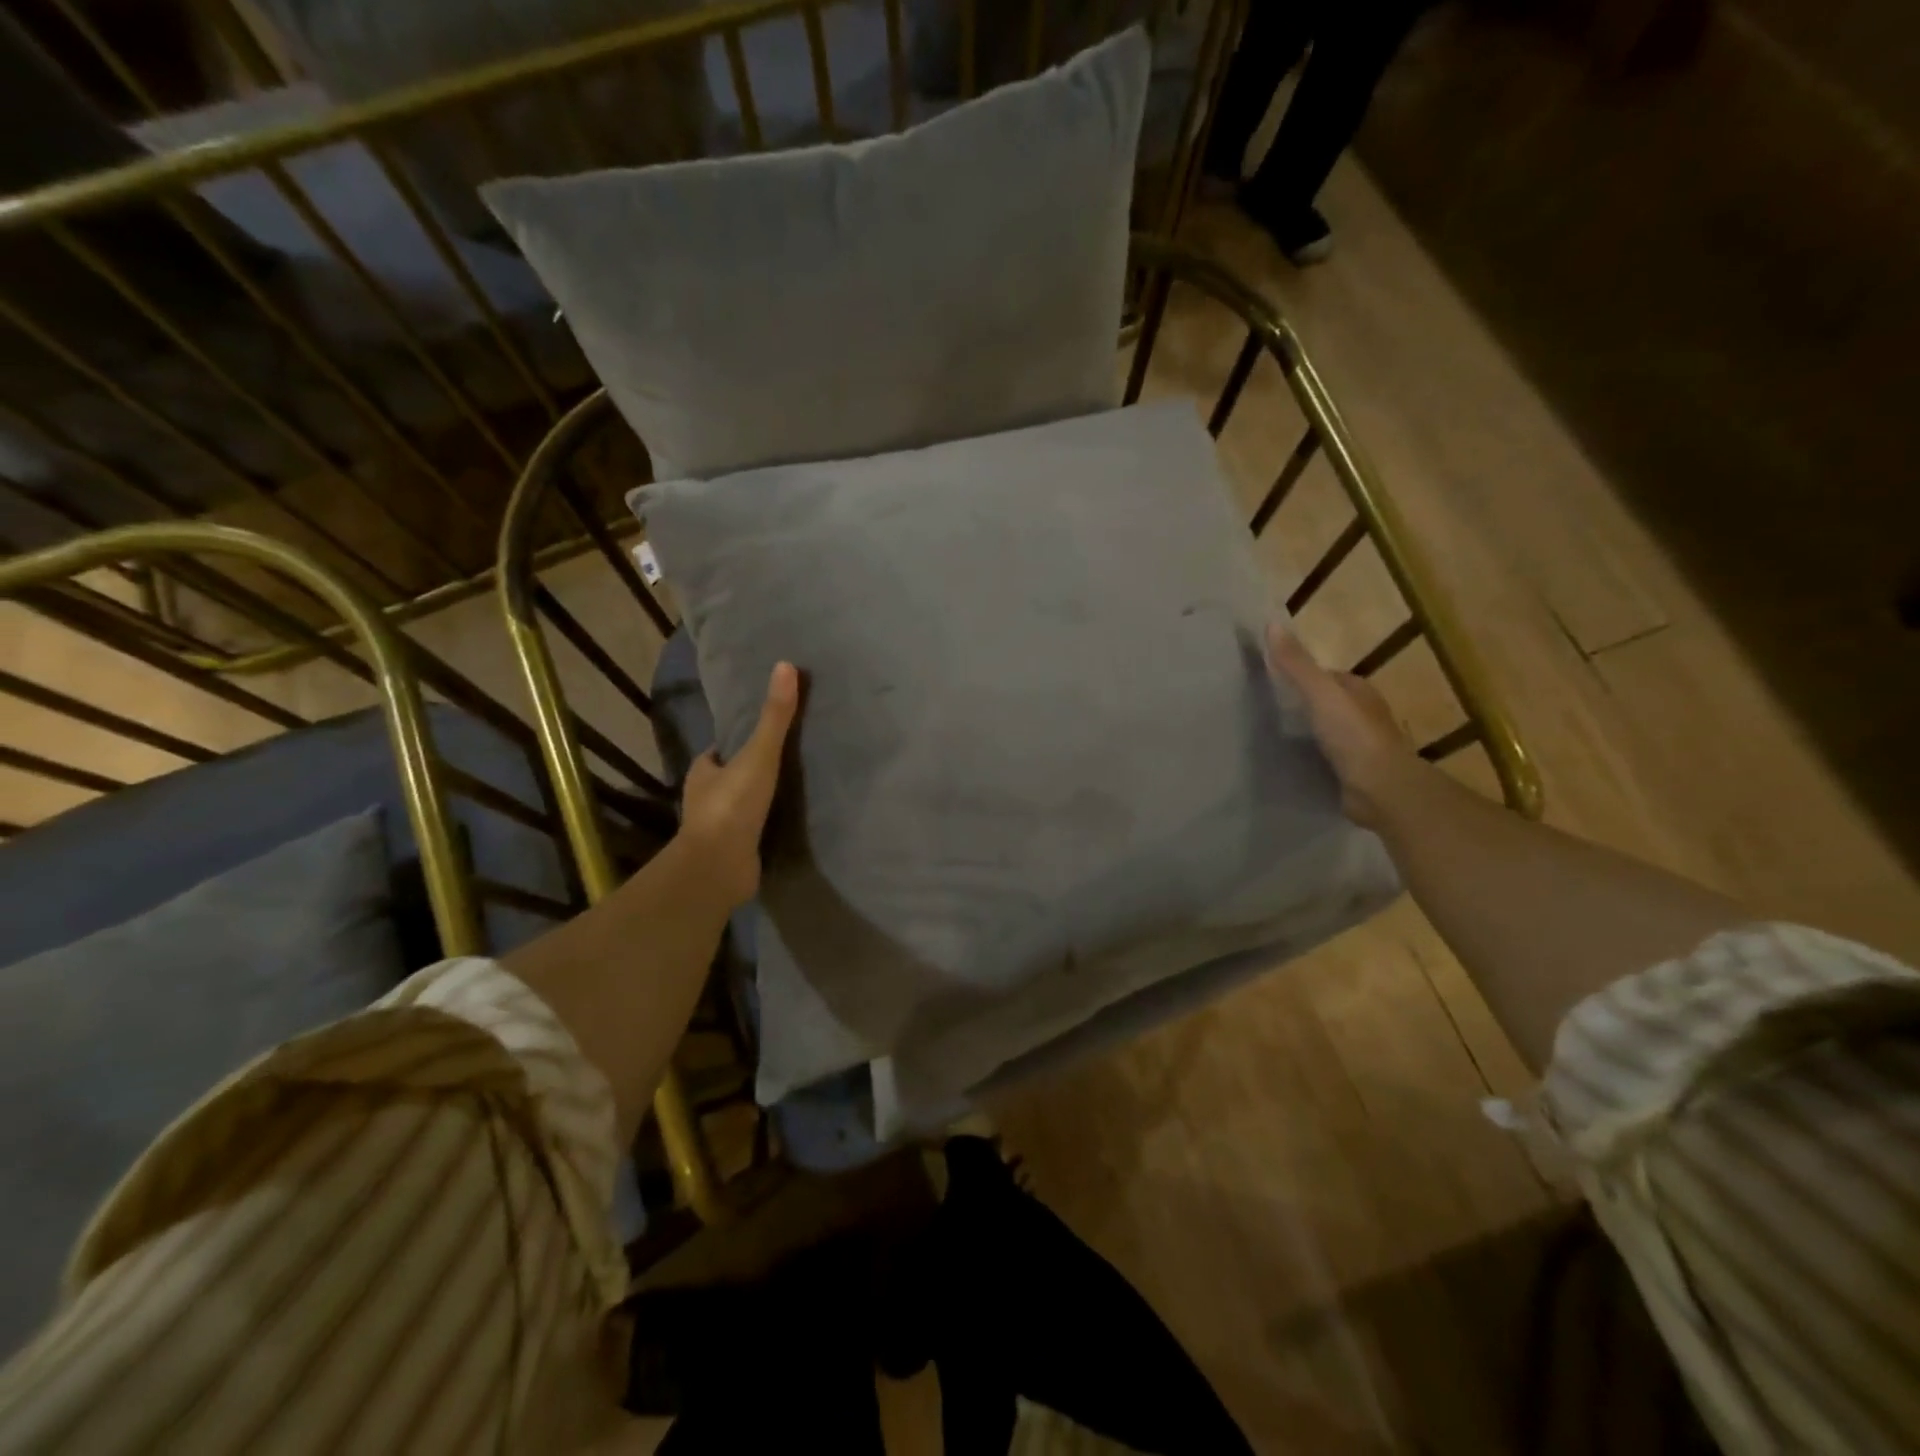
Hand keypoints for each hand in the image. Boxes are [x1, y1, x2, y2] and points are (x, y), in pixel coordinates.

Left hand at [678, 662, 799, 908]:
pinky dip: (765, 824)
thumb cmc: (733, 805)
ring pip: (740, 804)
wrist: (720, 867)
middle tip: (785, 759)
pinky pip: (752, 830)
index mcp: (703, 771)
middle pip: (731, 775)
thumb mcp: (758, 755)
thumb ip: (774, 716)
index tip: (763, 734)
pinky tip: (787, 821)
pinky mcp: (733, 851)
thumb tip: (786, 665)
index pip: (721, 750)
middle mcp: (705, 797)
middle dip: (750, 769)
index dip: (739, 740)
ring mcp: (718, 827)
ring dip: (759, 798)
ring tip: (793, 789)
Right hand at [1266, 624, 1422, 828]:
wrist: (1382, 790)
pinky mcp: (1353, 774)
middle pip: (1326, 703)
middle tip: (1264, 709)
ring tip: (1269, 735)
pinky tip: (1288, 762)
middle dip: (1301, 704)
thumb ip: (1296, 664)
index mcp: (1360, 692)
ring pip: (1325, 731)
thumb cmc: (1354, 736)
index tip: (1269, 681)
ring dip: (1304, 732)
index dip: (1301, 675)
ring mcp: (1359, 746)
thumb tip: (1270, 625)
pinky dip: (1309, 758)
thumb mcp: (1320, 694)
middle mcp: (1363, 716)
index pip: (1327, 676)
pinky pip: (1325, 758)